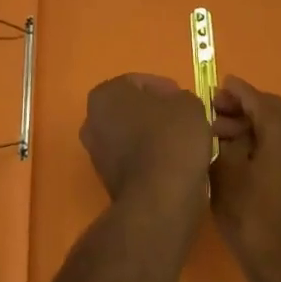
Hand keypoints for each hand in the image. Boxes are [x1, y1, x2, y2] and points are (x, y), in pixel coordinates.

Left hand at [80, 74, 212, 208]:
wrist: (159, 199)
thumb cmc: (171, 139)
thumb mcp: (188, 105)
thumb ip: (180, 98)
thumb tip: (176, 106)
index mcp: (105, 94)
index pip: (139, 82)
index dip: (166, 89)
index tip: (185, 100)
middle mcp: (92, 121)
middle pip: (131, 109)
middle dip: (156, 112)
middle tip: (183, 119)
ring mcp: (96, 153)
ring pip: (130, 135)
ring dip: (153, 136)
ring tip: (182, 142)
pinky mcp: (107, 180)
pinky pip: (132, 159)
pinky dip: (149, 158)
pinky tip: (172, 163)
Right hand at [209, 77, 280, 281]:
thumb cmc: (251, 216)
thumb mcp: (226, 172)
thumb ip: (226, 139)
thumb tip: (226, 124)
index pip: (257, 98)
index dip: (234, 91)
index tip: (213, 88)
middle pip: (272, 108)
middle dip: (243, 106)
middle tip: (214, 112)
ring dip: (253, 123)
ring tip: (221, 136)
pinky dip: (265, 139)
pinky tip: (241, 154)